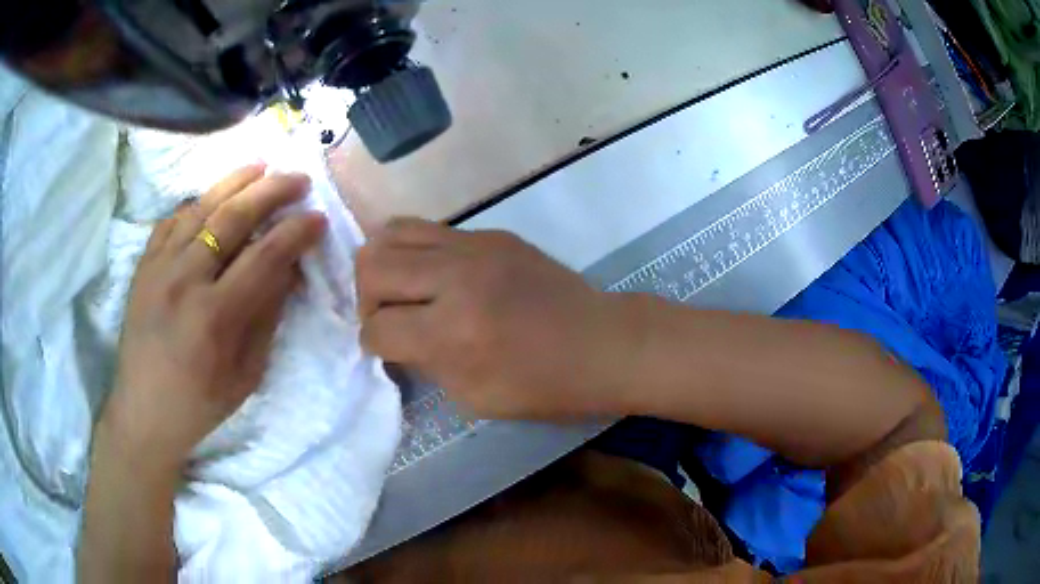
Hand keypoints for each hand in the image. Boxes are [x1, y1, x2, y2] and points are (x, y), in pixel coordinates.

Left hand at [99, 165, 326, 475]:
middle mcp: (185, 280)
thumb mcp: (246, 374)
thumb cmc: (200, 403)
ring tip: (260, 168)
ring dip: (234, 183)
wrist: (144, 411)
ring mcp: (159, 267)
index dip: (296, 233)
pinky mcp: (143, 265)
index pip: (265, 257)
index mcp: (215, 316)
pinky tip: (211, 198)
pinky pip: (172, 221)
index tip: (318, 218)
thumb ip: (267, 317)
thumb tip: (290, 270)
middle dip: (272, 191)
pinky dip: (196, 203)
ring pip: (201, 207)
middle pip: (233, 217)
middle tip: (298, 179)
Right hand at [356, 219, 632, 419]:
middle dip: (366, 298)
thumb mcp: (474, 396)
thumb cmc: (544, 386)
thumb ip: (424, 362)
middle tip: (388, 317)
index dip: (373, 344)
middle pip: (372, 265)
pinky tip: (435, 277)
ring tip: (402, 289)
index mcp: (452, 332)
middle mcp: (455, 278)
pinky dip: (416, 253)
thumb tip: (393, 338)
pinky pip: (430, 230)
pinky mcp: (492, 233)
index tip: (387, 350)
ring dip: (384, 265)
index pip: (377, 327)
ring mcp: (475, 246)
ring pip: (392, 232)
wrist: (601, 343)